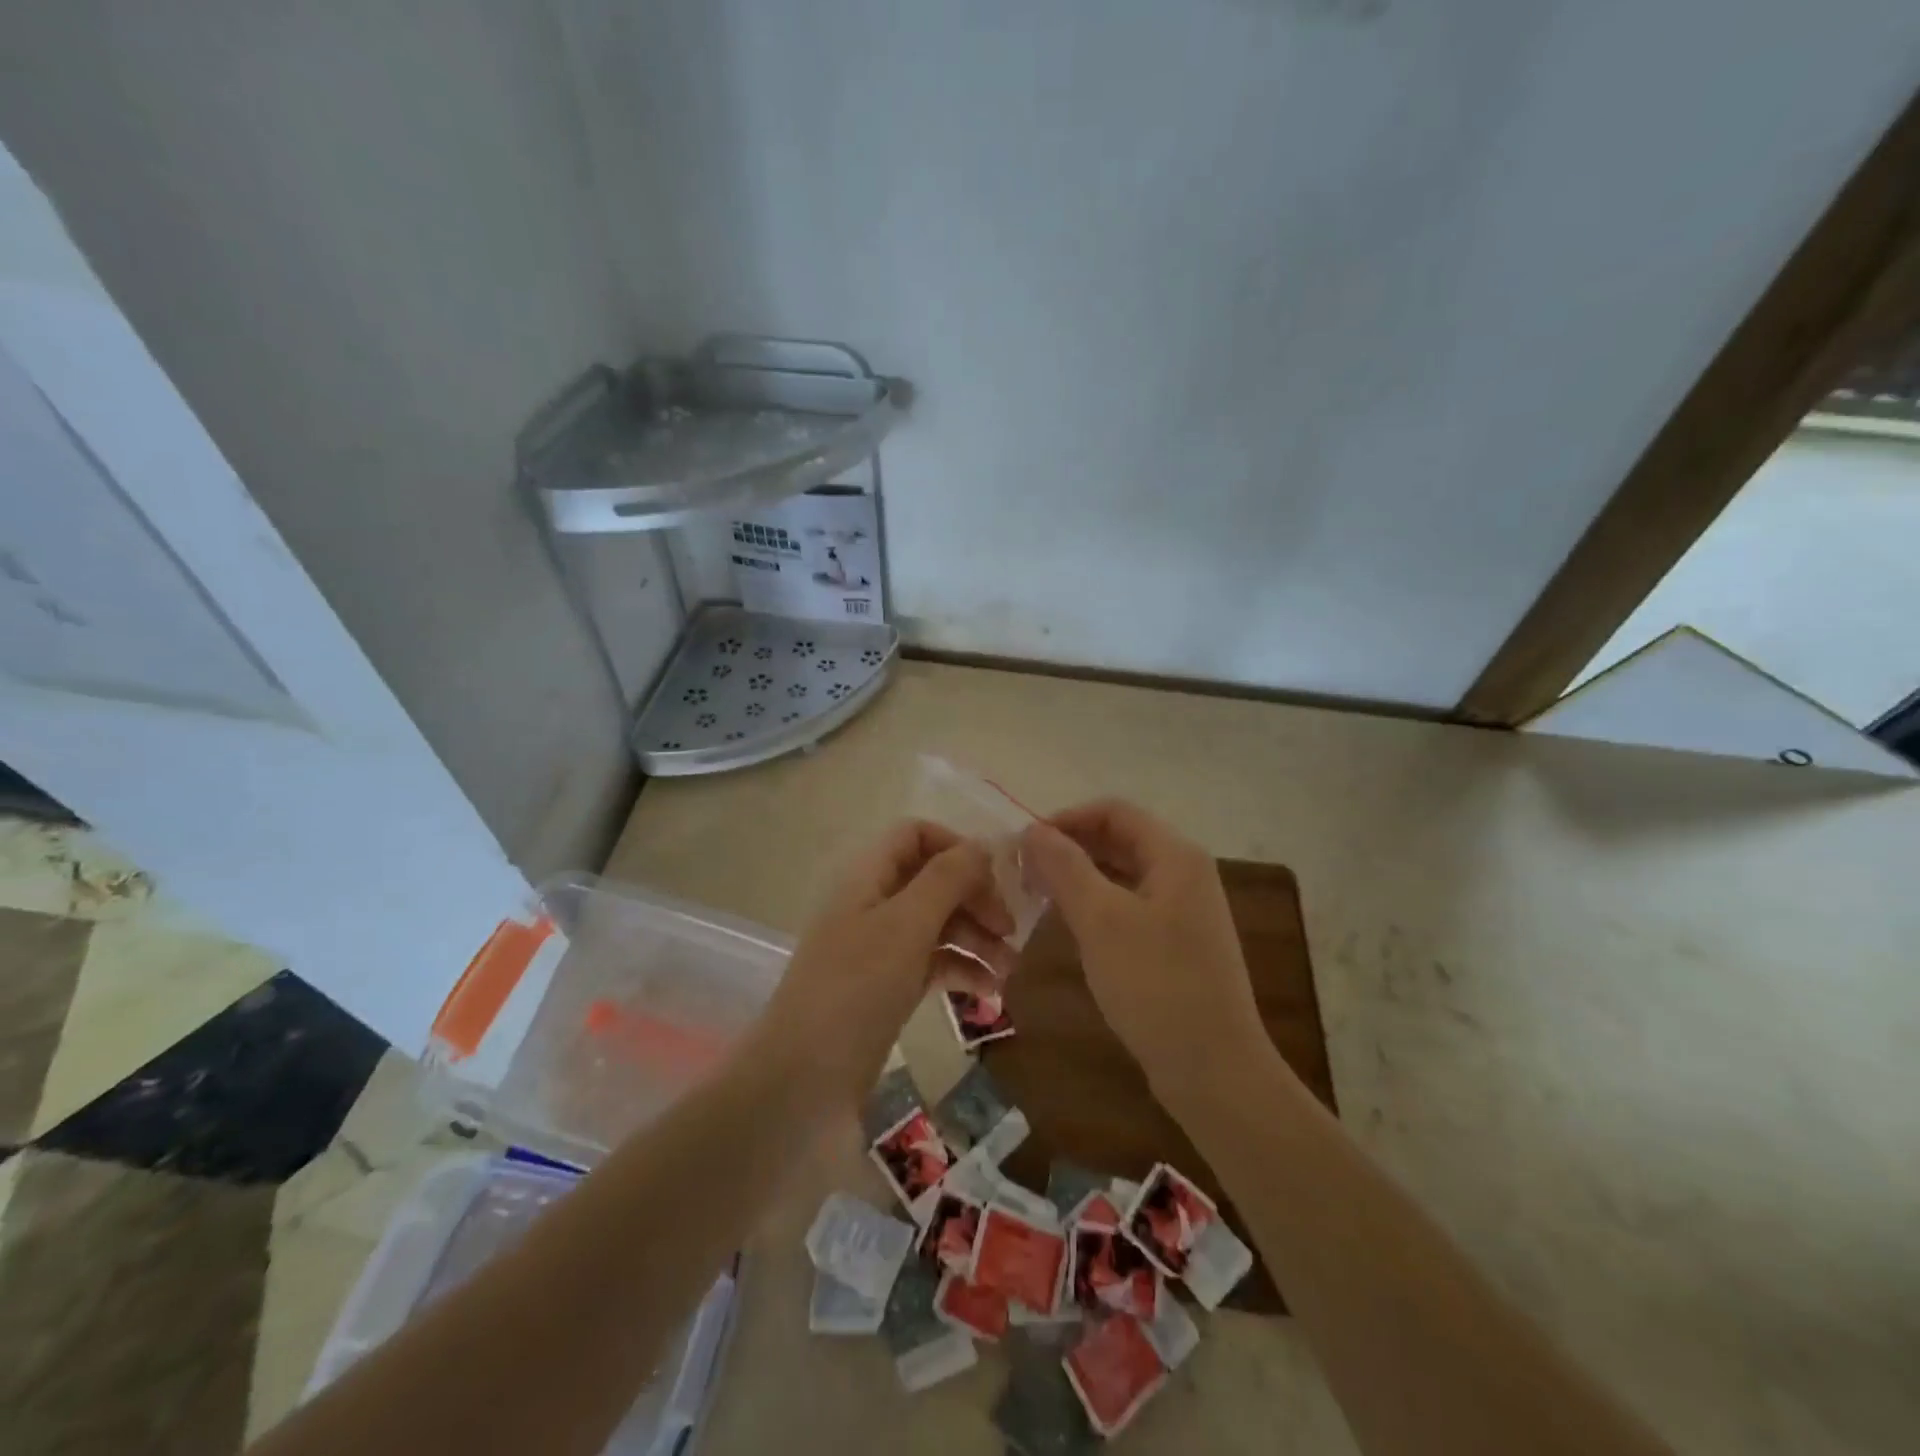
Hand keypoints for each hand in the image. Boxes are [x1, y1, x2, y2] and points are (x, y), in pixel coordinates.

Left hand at [747, 820, 1013, 1112]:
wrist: (803, 1082)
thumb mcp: (906, 926)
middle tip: (1012, 930)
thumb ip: (946, 879)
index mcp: (868, 876)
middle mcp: (873, 903)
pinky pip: (932, 962)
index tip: (995, 878)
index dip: (956, 847)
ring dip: (976, 937)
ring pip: (937, 923)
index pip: (915, 835)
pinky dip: (962, 969)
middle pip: (933, 880)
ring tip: (1011, 968)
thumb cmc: (856, 989)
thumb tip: (982, 845)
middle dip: (975, 898)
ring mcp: (879, 947)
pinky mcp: (887, 987)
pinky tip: (990, 991)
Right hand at [1023, 799, 1270, 1106]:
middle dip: (1070, 847)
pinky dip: (1097, 905)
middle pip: (1120, 840)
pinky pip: (1131, 906)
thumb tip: (1032, 830)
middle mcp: (1185, 874)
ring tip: (1037, 895)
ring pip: (1123, 875)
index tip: (1025, 842)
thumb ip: (1065, 867)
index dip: (1066, 818)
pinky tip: (1069, 925)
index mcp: (1175, 856)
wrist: (1214, 1070)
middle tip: (1024, 870)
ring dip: (1080, 877)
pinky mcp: (1178, 944)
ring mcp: (1184, 911)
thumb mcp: (1102, 920)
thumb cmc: (1156, 985)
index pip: (1114, 811)